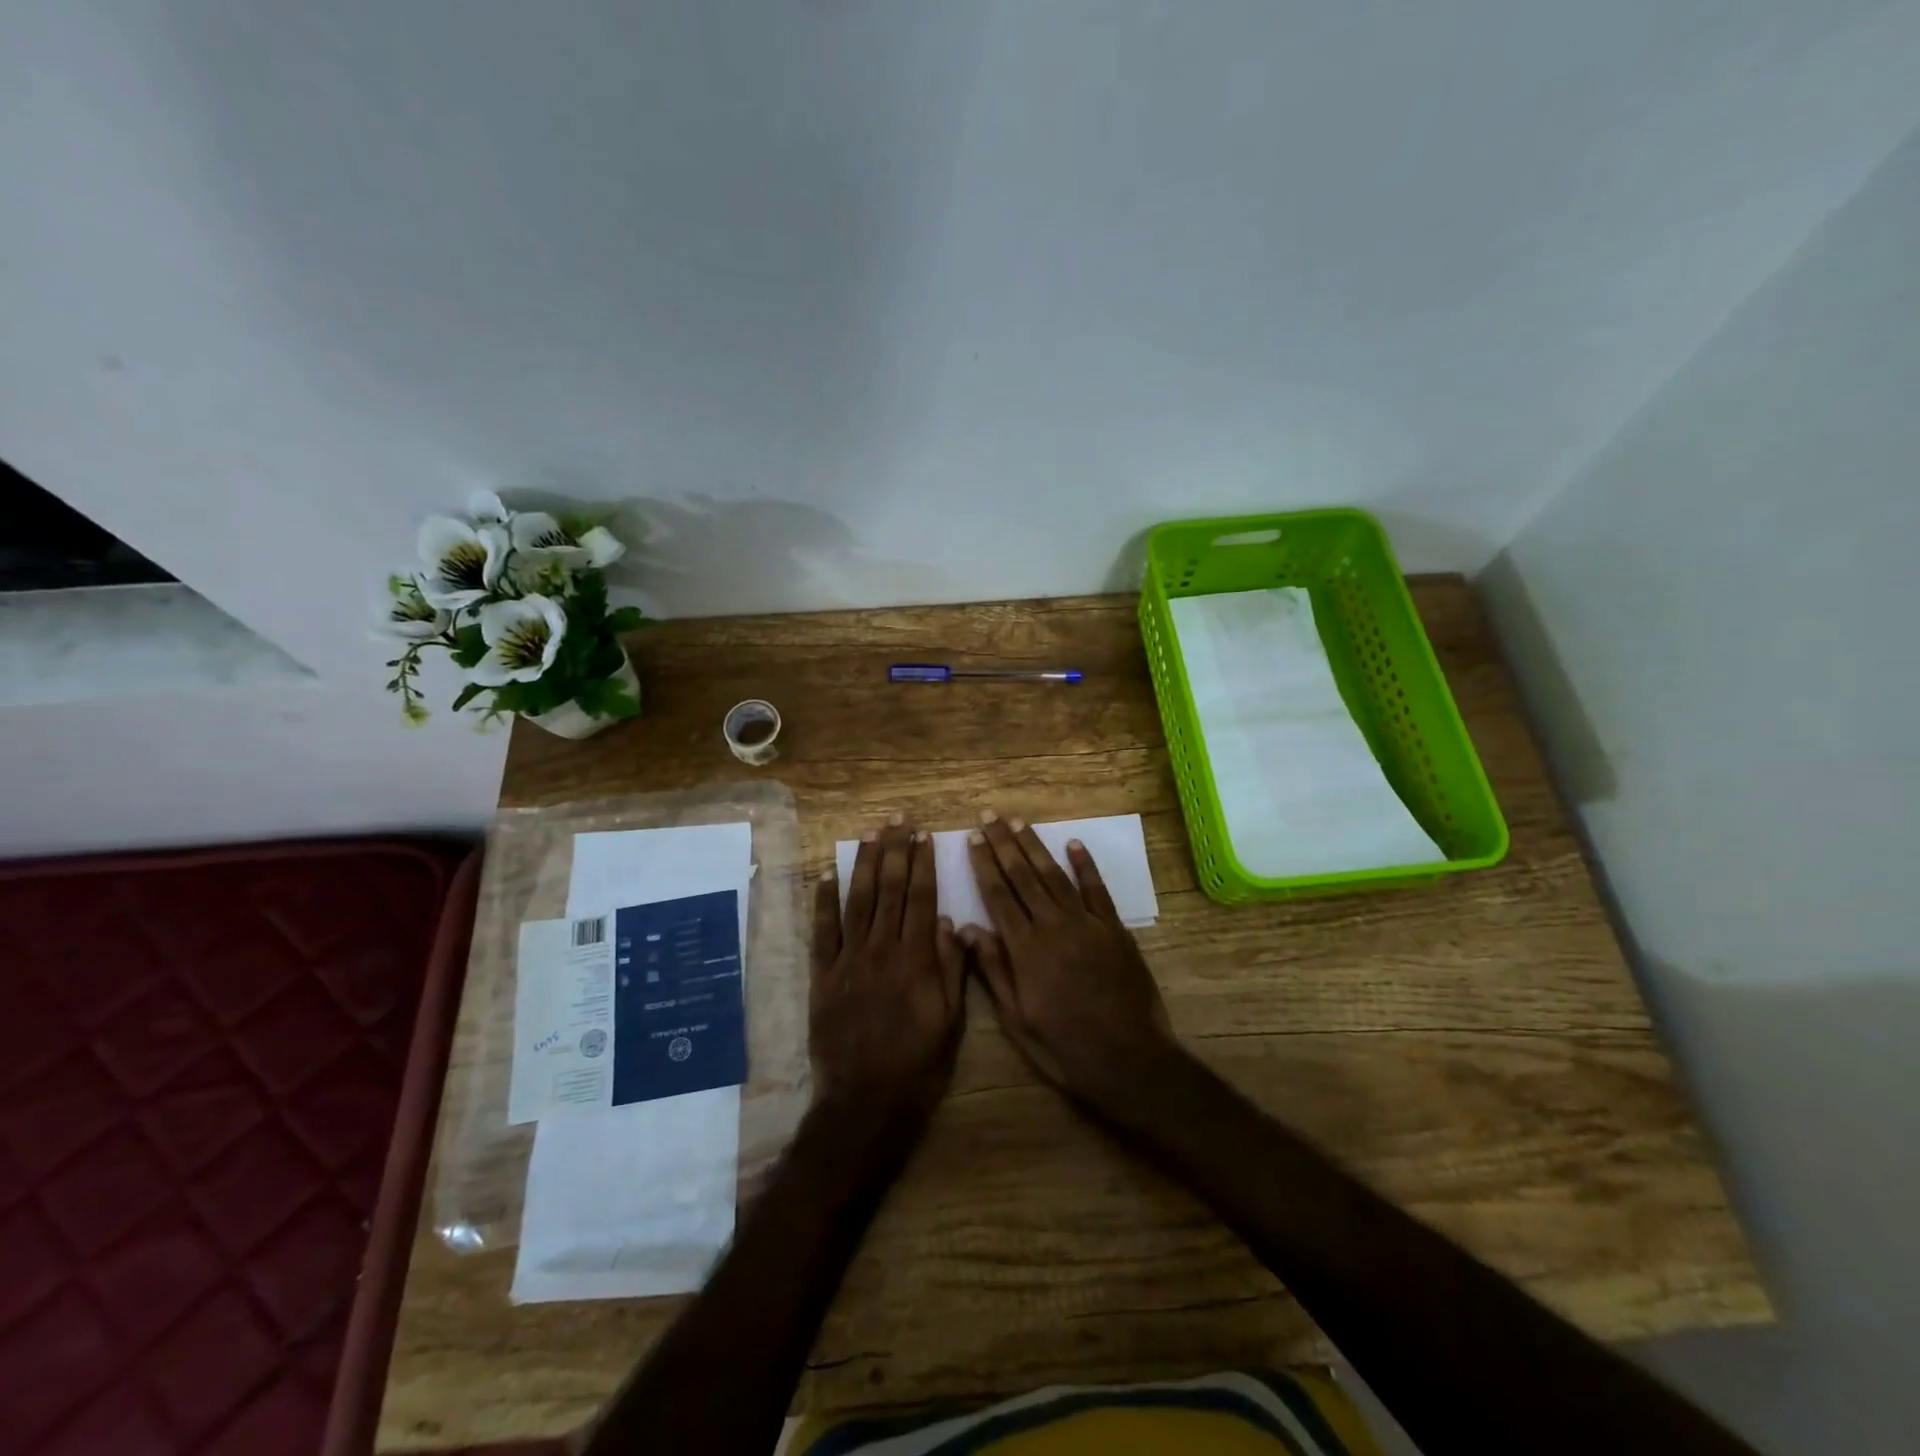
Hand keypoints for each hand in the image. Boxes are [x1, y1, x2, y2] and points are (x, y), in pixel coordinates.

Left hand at [810, 819, 966, 1117]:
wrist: (866, 1102)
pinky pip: (822, 931)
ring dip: (864, 864)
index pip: (922, 899)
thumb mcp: (952, 1021)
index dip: (923, 864)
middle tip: (897, 820)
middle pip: (890, 890)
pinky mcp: (823, 976)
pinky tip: (827, 873)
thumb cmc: (919, 1065)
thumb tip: (954, 923)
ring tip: (869, 833)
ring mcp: (849, 960)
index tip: (924, 836)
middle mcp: (883, 950)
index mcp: (917, 959)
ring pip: (858, 901)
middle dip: (894, 851)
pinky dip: (823, 901)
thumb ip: (953, 969)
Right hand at [962, 812, 1177, 1108]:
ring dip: (1035, 846)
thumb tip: (968, 928)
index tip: (972, 838)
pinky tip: (1074, 843)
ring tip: (1018, 821)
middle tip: (989, 815)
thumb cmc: (1063, 1046)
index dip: (984, 864)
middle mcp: (1053, 926)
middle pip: (1023, 876)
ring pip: (1054, 875)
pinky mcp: (1114, 929)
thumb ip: (994, 970)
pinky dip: (1085, 865)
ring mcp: (1086, 924)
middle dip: (1003, 843)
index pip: (998, 895)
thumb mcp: (1017, 1019)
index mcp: (1025, 949)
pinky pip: (1097, 890)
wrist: (1128, 1059)